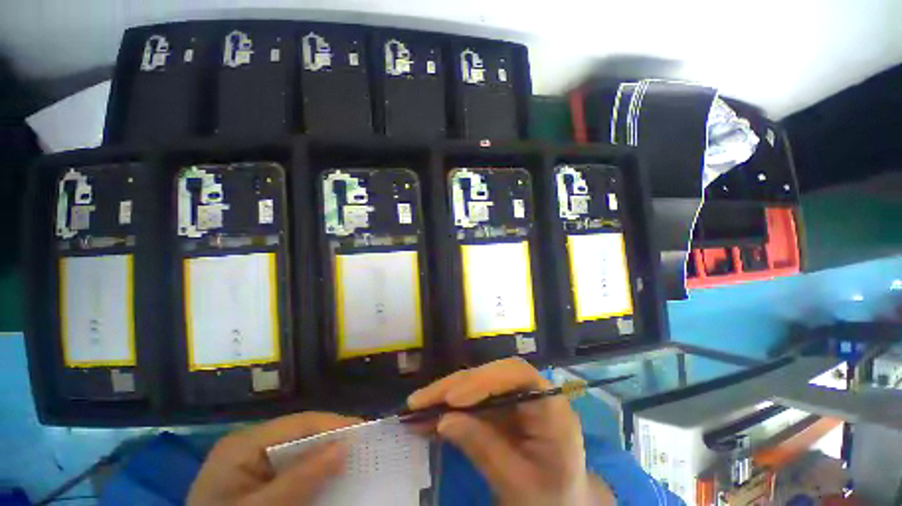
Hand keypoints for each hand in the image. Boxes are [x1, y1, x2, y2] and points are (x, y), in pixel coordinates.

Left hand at [188, 412, 361, 505]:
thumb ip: (300, 479)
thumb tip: (344, 445)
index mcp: (243, 444)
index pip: (299, 423)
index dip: (334, 424)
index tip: (364, 432)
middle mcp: (248, 445)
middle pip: (300, 434)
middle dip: (331, 440)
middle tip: (362, 449)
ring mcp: (250, 462)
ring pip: (298, 451)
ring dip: (324, 456)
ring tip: (351, 461)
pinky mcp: (254, 478)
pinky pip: (290, 467)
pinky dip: (311, 472)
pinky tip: (325, 477)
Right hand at [408, 358, 611, 505]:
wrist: (561, 504)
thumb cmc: (550, 499)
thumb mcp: (518, 484)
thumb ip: (484, 449)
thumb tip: (444, 420)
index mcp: (550, 407)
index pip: (517, 375)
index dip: (484, 380)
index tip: (453, 399)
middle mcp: (532, 393)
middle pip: (491, 375)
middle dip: (455, 386)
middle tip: (421, 401)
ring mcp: (514, 398)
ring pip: (477, 384)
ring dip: (447, 394)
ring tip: (417, 407)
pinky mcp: (501, 407)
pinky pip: (473, 401)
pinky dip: (450, 407)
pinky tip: (429, 416)